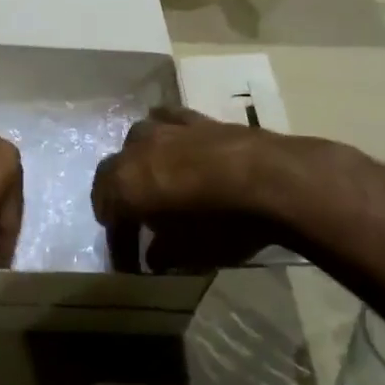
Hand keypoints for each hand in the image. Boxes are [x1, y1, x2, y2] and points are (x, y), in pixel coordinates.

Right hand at [91, 106, 283, 272]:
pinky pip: (166, 121)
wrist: (273, 180)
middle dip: (118, 200)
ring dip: (137, 164)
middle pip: (112, 176)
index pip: (110, 217)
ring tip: (151, 183)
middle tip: (130, 224)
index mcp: (123, 185)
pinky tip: (173, 147)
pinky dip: (164, 137)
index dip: (120, 245)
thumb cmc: (222, 223)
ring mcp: (164, 129)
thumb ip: (162, 253)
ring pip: (135, 143)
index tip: (132, 266)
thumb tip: (154, 255)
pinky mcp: (195, 118)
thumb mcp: (188, 252)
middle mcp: (134, 151)